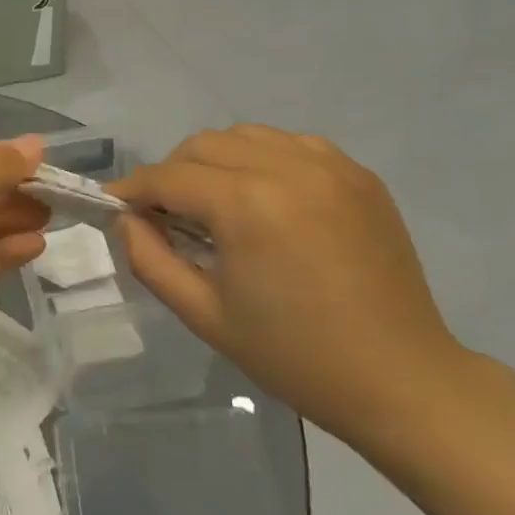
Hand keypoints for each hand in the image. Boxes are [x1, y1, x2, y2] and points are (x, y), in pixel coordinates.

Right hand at [111, 126, 467, 448]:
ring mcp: (331, 166)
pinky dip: (262, 159)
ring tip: (215, 205)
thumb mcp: (203, 313)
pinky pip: (291, 145)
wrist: (399, 379)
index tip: (114, 206)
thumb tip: (126, 220)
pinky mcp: (359, 175)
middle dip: (172, 174)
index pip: (168, 176)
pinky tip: (264, 198)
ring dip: (215, 160)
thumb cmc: (293, 354)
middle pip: (203, 145)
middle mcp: (288, 167)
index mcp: (247, 203)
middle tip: (166, 216)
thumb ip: (149, 258)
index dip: (133, 189)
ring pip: (246, 136)